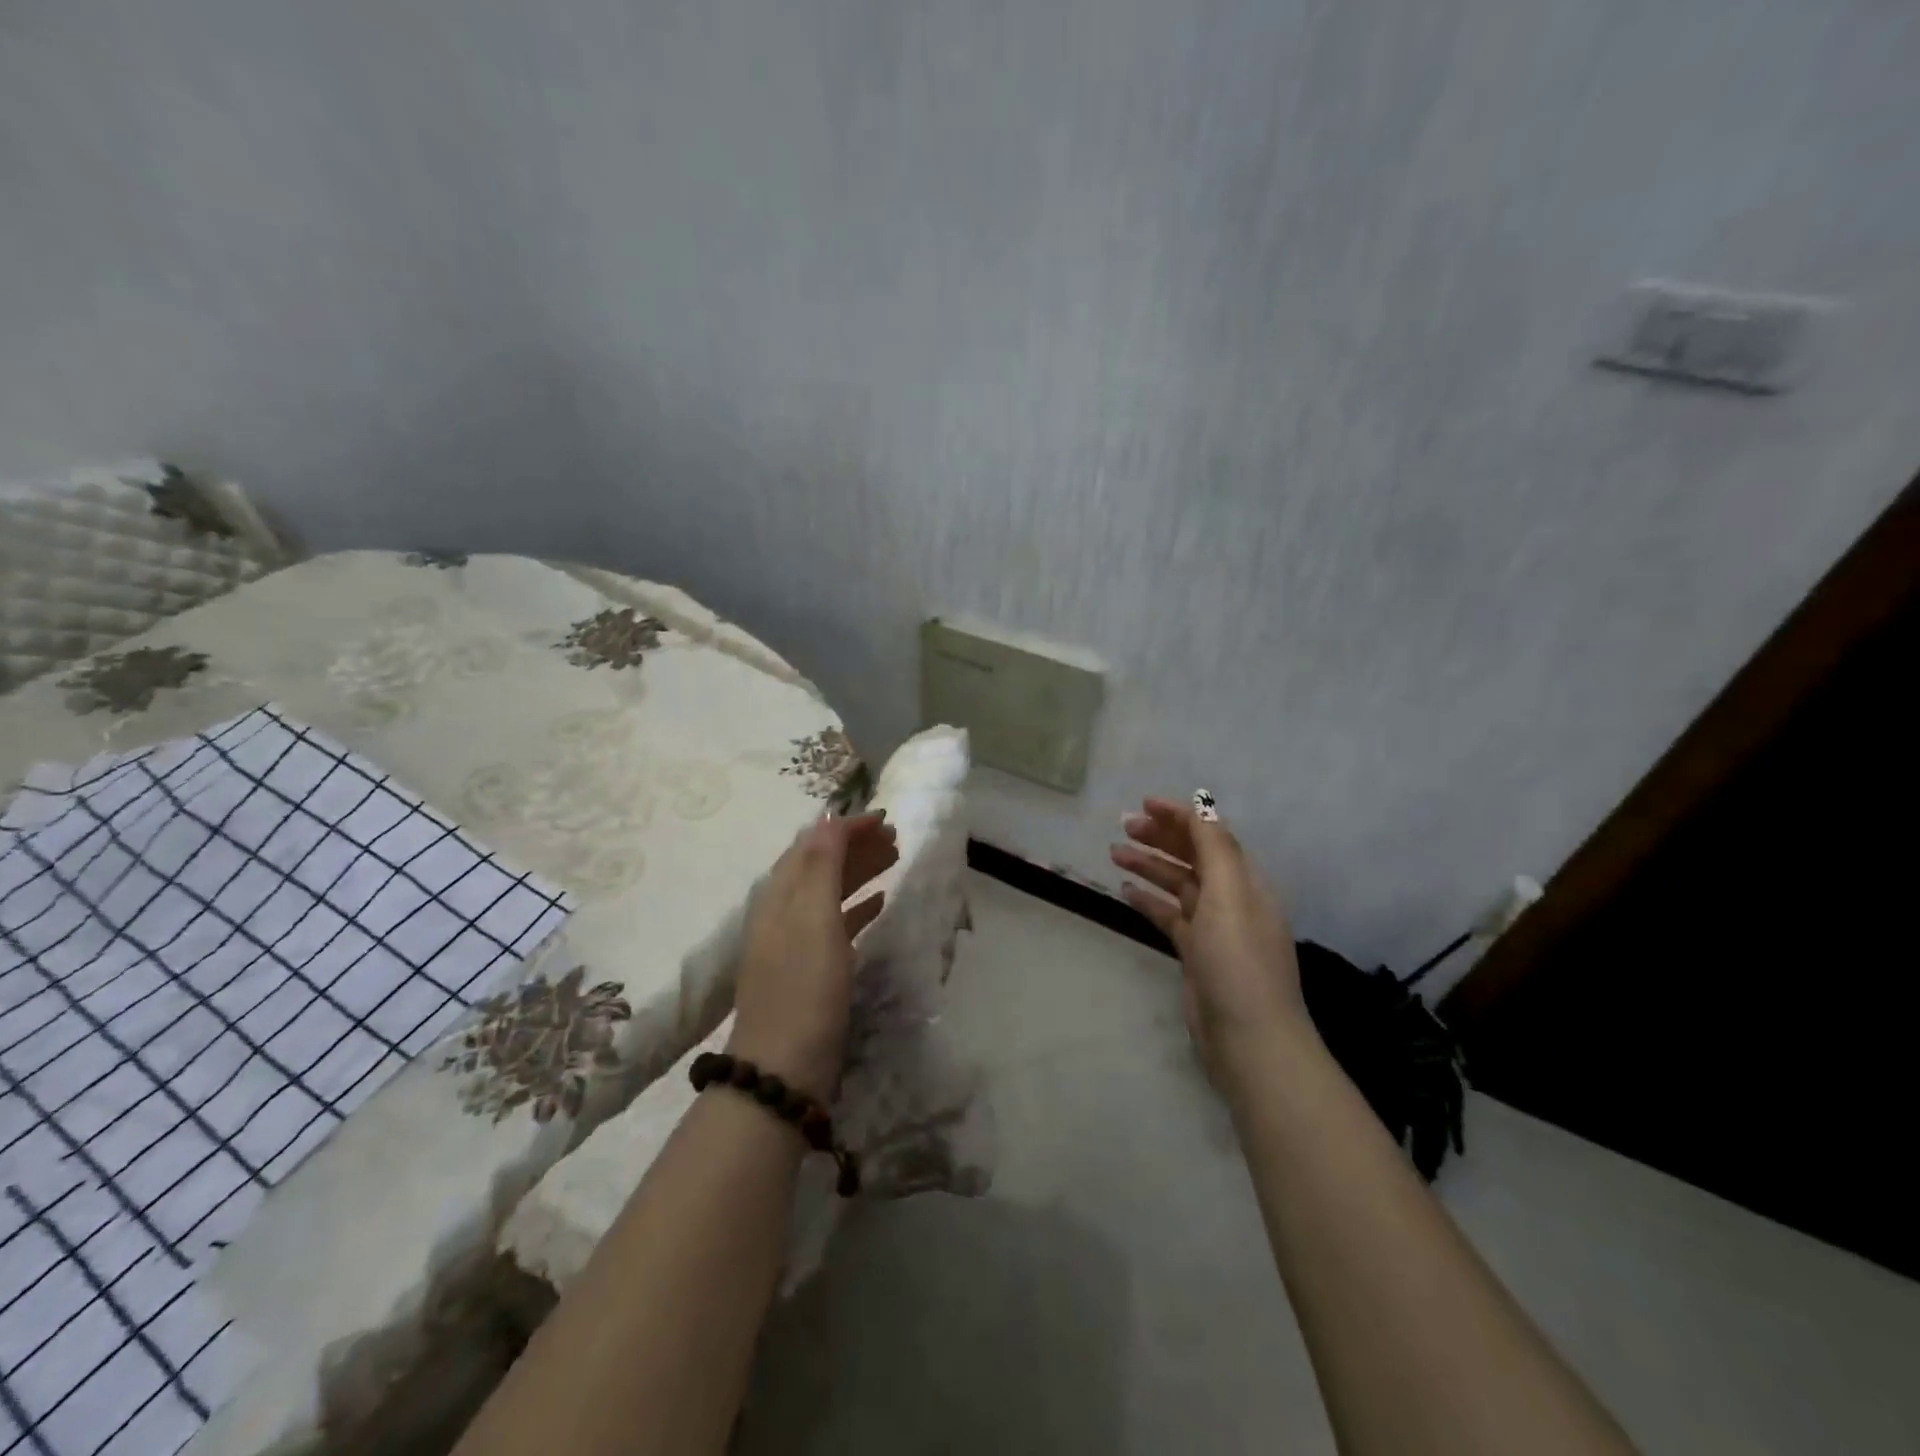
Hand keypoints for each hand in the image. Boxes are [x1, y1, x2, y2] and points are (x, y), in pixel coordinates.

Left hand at [728, 812, 896, 1100]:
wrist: (783, 1068)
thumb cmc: (804, 988)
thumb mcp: (814, 919)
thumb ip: (822, 866)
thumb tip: (829, 818)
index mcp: (779, 895)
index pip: (812, 844)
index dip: (846, 827)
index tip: (885, 818)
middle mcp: (783, 912)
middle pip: (820, 865)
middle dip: (856, 846)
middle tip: (896, 837)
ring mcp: (795, 942)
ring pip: (830, 891)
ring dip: (860, 871)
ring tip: (894, 860)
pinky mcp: (809, 969)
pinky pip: (836, 922)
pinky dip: (858, 906)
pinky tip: (880, 903)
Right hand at [1111, 797, 1305, 1075]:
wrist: (1249, 1038)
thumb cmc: (1238, 960)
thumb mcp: (1229, 895)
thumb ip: (1214, 849)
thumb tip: (1200, 809)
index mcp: (1245, 882)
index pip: (1211, 836)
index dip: (1180, 816)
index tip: (1143, 804)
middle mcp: (1232, 899)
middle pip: (1193, 857)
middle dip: (1161, 837)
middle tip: (1123, 826)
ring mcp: (1213, 928)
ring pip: (1177, 885)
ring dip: (1149, 865)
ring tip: (1114, 852)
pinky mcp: (1196, 954)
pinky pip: (1169, 915)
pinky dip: (1148, 900)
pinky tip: (1125, 891)